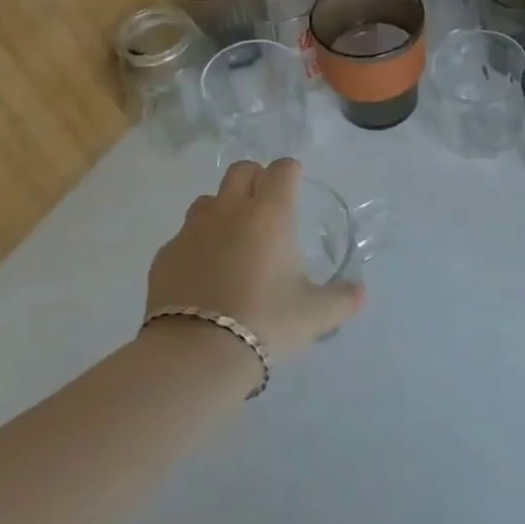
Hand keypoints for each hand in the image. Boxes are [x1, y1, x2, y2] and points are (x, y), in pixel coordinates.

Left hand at [145, 159, 363, 360]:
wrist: (195, 354)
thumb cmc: (265, 323)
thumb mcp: (315, 315)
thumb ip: (342, 299)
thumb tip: (359, 293)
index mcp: (271, 215)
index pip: (282, 169)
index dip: (291, 172)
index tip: (296, 185)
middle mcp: (230, 211)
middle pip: (241, 170)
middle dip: (255, 179)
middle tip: (266, 208)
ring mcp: (192, 231)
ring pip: (208, 200)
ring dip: (222, 209)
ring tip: (232, 241)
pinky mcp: (165, 255)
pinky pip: (183, 236)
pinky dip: (196, 245)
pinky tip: (203, 274)